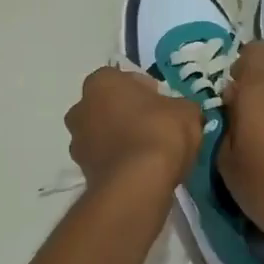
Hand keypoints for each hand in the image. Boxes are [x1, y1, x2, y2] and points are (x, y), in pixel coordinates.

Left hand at [66, 67, 202, 193]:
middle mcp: (81, 107)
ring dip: (121, 140)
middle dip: (129, 115)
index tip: (164, 106)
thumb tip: (179, 112)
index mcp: (102, 82)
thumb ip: (180, 106)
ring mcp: (77, 141)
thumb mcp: (187, 111)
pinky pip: (105, 159)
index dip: (148, 92)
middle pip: (109, 106)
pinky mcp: (82, 171)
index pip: (125, 79)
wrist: (137, 184)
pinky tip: (141, 172)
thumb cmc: (159, 133)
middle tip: (156, 128)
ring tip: (149, 154)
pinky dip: (119, 163)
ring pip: (104, 134)